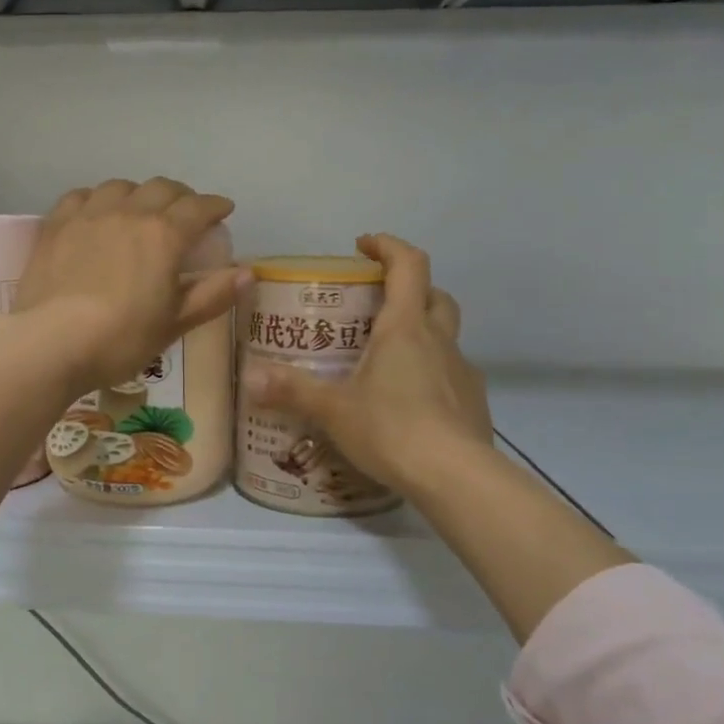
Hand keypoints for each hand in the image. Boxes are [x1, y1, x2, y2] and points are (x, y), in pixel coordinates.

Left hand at [13, 178, 247, 396]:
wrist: (51, 343)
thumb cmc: (121, 339)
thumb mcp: (173, 324)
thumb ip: (211, 295)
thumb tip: (248, 273)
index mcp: (164, 235)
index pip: (198, 207)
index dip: (215, 206)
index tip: (224, 210)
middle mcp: (129, 213)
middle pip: (162, 188)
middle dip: (181, 196)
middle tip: (187, 211)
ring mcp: (89, 214)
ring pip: (121, 186)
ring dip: (140, 193)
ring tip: (141, 209)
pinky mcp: (57, 224)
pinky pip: (82, 195)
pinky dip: (98, 198)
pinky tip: (97, 212)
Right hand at [244, 234, 491, 493]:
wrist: (457, 478)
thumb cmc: (392, 429)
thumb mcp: (334, 410)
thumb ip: (292, 391)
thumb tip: (249, 378)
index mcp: (406, 328)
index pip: (409, 265)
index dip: (388, 246)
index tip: (363, 245)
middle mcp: (439, 340)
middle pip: (435, 295)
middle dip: (409, 288)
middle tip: (376, 304)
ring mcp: (462, 371)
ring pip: (446, 335)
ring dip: (422, 332)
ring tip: (388, 359)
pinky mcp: (473, 402)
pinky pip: (451, 373)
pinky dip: (432, 373)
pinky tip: (410, 402)